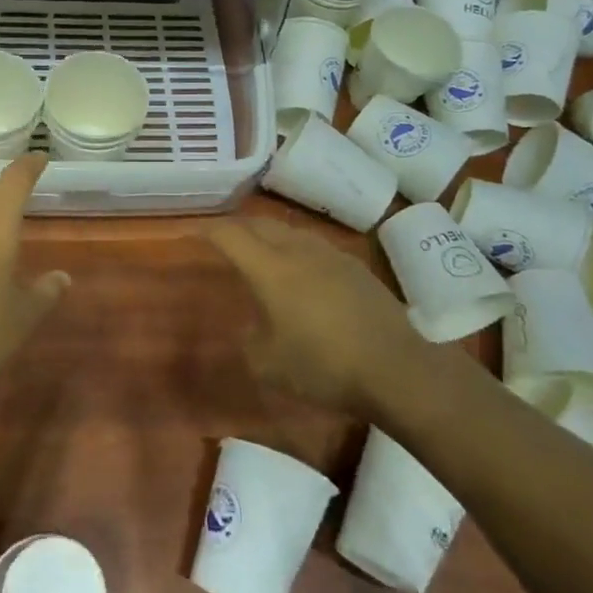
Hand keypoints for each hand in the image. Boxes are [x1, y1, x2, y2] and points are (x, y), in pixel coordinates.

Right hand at [208, 217, 427, 416]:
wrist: (397, 368)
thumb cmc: (324, 366)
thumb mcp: (268, 364)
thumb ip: (250, 339)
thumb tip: (254, 325)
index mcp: (271, 269)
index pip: (231, 236)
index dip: (209, 230)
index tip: (194, 231)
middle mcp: (299, 252)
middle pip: (261, 225)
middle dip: (238, 227)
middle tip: (224, 237)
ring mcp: (332, 256)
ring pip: (291, 232)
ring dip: (270, 235)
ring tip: (261, 250)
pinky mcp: (357, 269)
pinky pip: (315, 247)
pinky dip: (296, 250)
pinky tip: (301, 271)